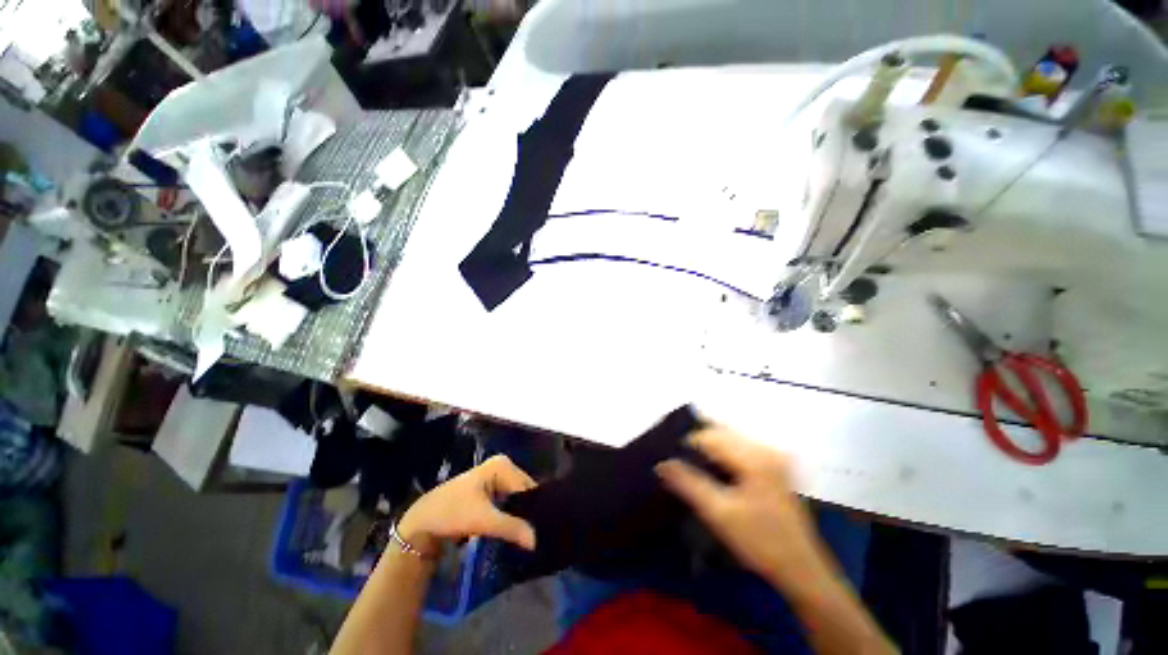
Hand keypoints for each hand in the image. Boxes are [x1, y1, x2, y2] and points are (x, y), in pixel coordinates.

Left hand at [398, 455, 536, 556]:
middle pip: (523, 491)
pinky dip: (511, 516)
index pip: (527, 487)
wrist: (421, 523)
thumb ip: (512, 528)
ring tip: (529, 535)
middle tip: (536, 535)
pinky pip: (508, 502)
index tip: (541, 531)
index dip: (534, 508)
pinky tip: (515, 531)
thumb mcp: (483, 520)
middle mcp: (502, 466)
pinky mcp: (489, 491)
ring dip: (520, 516)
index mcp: (502, 465)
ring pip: (516, 498)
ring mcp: (495, 478)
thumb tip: (536, 541)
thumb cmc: (452, 513)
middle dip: (528, 512)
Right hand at [656, 428, 834, 594]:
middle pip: (721, 433)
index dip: (686, 445)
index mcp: (754, 457)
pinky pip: (741, 447)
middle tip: (680, 463)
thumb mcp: (718, 514)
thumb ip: (688, 484)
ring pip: (730, 439)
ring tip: (694, 466)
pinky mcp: (776, 465)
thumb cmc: (759, 542)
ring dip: (710, 448)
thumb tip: (661, 463)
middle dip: (698, 444)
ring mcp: (773, 456)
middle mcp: (765, 449)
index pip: (709, 436)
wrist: (801, 568)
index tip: (671, 460)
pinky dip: (724, 453)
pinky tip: (715, 470)